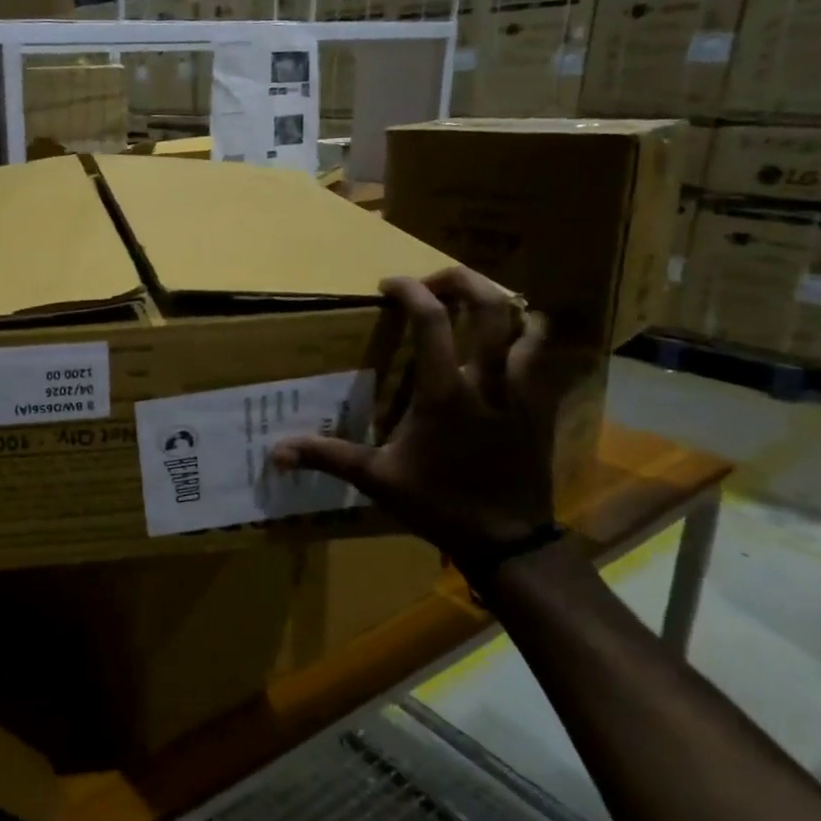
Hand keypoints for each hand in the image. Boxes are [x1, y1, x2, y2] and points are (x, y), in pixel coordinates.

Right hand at [271, 268, 579, 572]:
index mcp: (444, 392)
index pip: (432, 320)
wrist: (507, 540)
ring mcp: (523, 392)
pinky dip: (529, 336)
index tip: (389, 285)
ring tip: (477, 306)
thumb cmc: (439, 504)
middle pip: (492, 306)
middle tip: (435, 281)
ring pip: (528, 325)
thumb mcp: (377, 480)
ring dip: (504, 305)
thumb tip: (275, 452)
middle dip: (464, 280)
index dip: (411, 291)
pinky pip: (544, 357)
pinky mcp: (542, 407)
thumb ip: (328, 457)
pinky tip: (509, 344)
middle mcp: (489, 381)